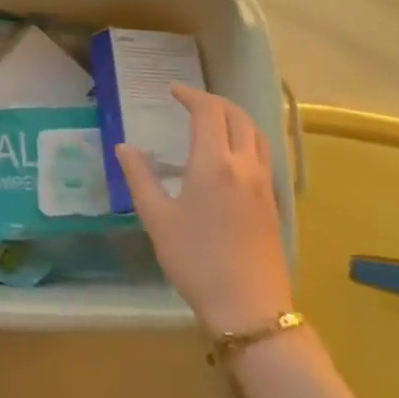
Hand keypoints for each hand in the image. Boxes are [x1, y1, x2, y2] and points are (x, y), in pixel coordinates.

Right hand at [116, 85, 291, 335]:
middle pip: (238, 116)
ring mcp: (264, 184)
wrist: (248, 307)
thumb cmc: (195, 260)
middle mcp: (245, 166)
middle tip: (189, 101)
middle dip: (214, 101)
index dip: (190, 95)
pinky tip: (230, 155)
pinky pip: (264, 154)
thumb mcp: (157, 218)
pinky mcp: (273, 202)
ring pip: (256, 134)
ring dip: (235, 118)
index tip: (171, 90)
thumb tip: (124, 147)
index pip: (208, 112)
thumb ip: (139, 177)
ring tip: (212, 121)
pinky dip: (246, 139)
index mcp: (214, 164)